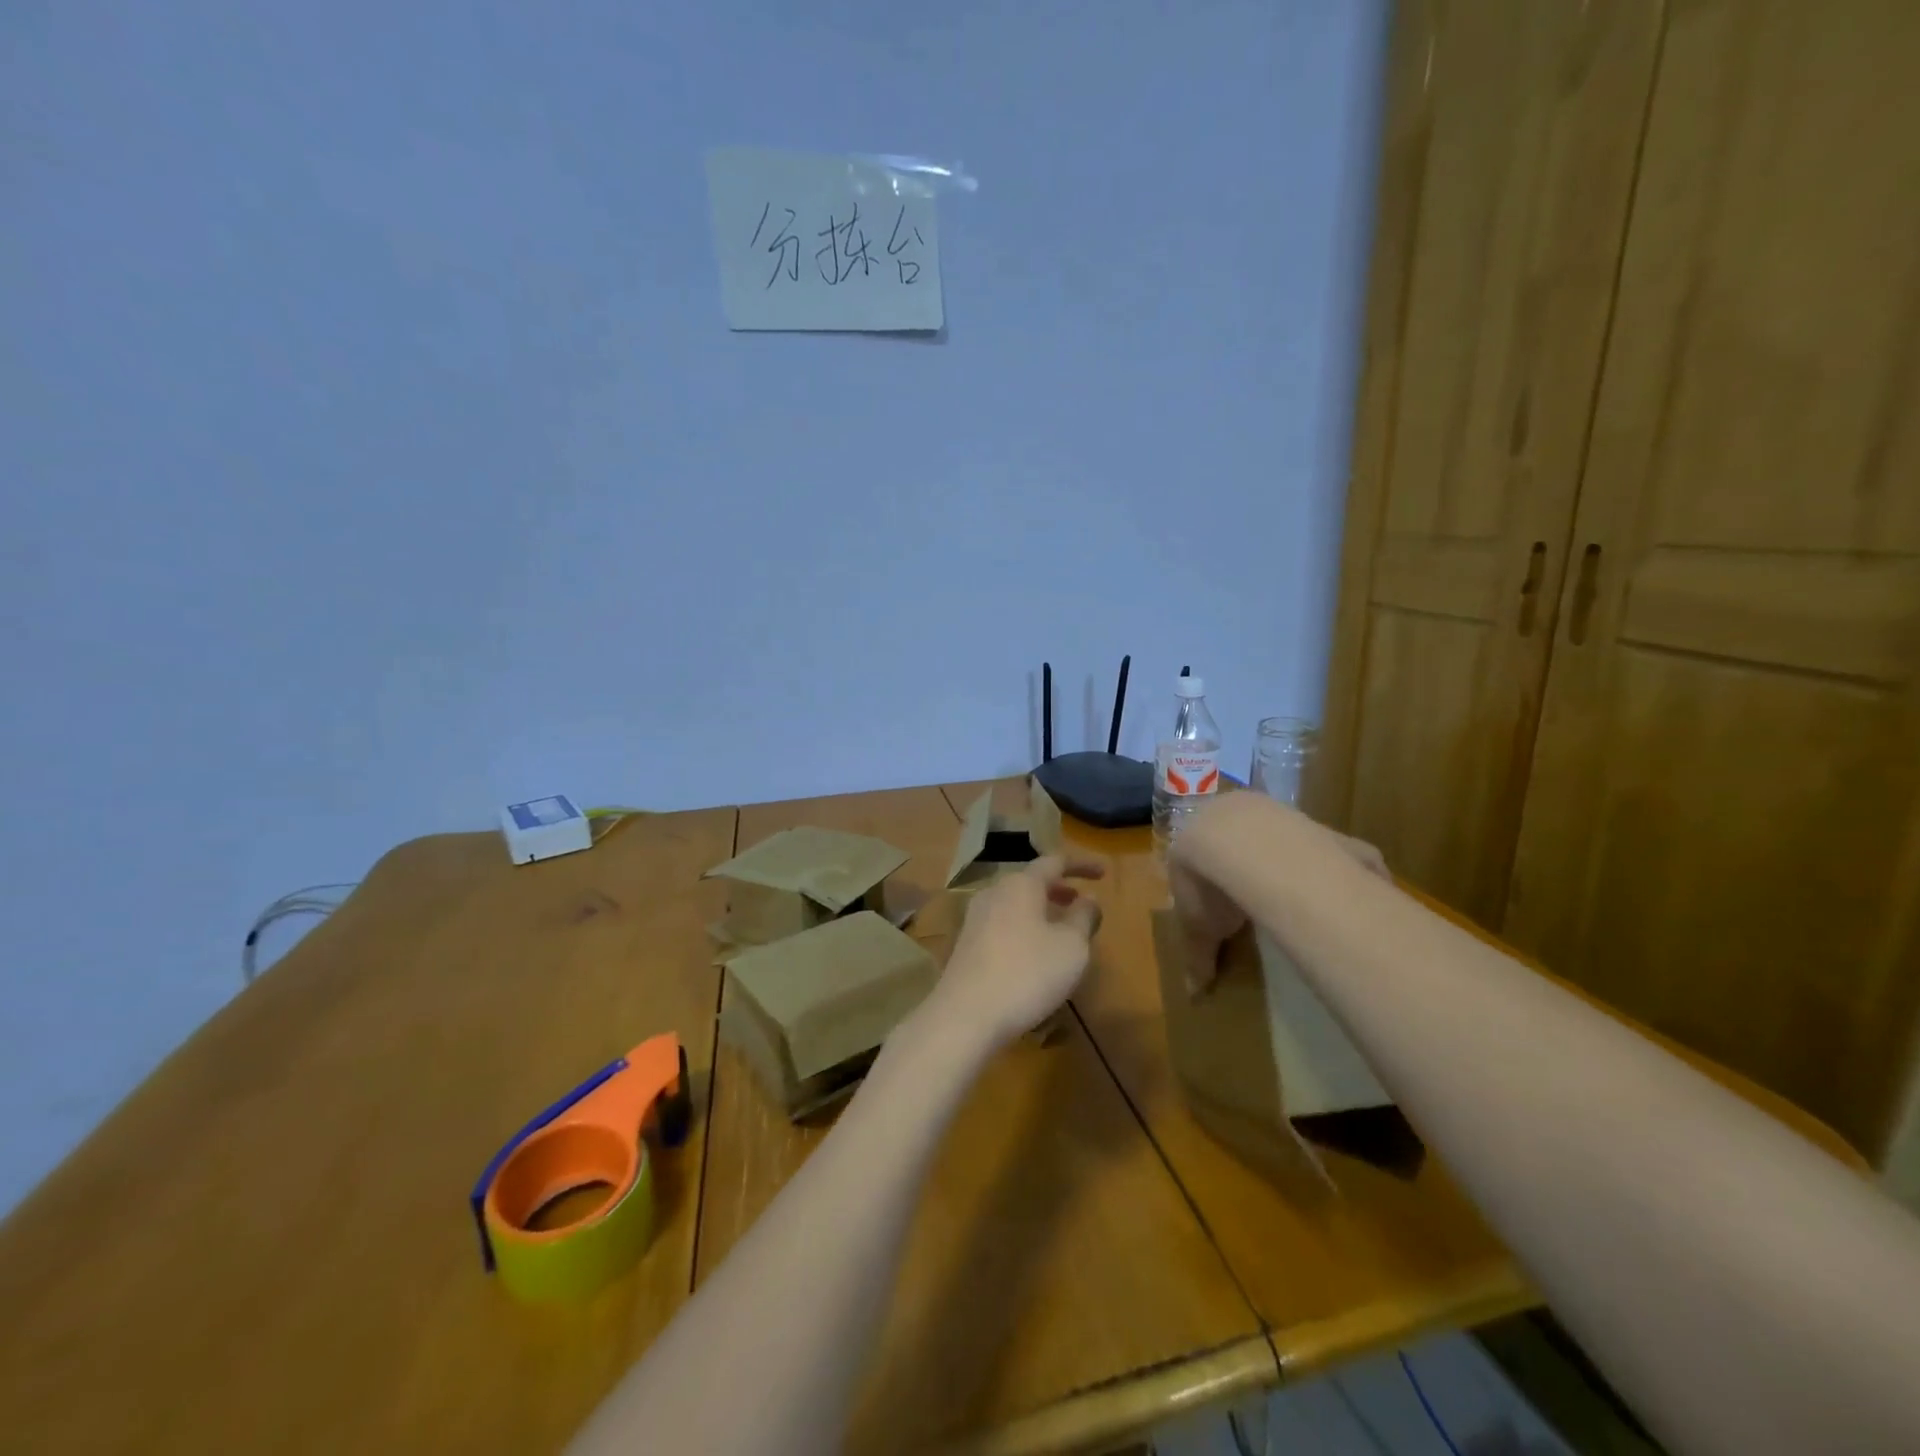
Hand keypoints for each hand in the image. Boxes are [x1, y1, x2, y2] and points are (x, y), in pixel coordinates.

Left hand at [923, 854, 1105, 1051]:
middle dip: (1059, 889)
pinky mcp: (966, 944)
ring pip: (1015, 903)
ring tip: (1062, 928)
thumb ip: (1083, 918)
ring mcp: (975, 918)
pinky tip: (1034, 952)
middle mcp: (994, 893)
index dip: (1081, 865)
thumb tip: (1088, 899)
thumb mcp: (1071, 947)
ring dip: (1041, 910)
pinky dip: (1024, 927)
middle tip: (1081, 900)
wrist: (965, 1015)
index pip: (1054, 862)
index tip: (1104, 872)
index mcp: (1021, 884)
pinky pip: (1003, 924)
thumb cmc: (1027, 974)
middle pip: (1030, 881)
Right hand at [1170, 794, 1388, 993]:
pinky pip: (1337, 849)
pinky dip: (1346, 868)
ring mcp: (1283, 814)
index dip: (1209, 867)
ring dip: (1296, 860)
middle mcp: (1238, 812)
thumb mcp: (1197, 926)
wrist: (1249, 848)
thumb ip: (1198, 955)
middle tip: (1260, 893)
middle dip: (1252, 859)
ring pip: (1290, 836)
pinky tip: (1354, 894)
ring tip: (1306, 896)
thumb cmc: (1211, 884)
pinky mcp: (1323, 826)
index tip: (1218, 892)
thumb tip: (1195, 994)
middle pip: (1246, 835)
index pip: (1201, 845)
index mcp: (1199, 830)